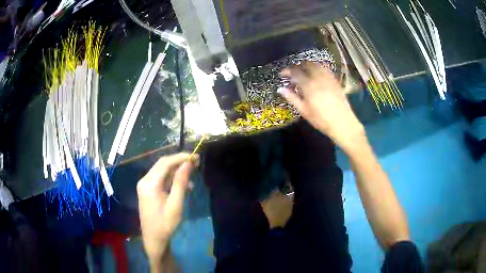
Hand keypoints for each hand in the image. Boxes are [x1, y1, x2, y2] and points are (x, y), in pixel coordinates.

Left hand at [137, 153, 197, 266]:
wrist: (153, 238)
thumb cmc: (165, 224)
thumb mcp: (176, 204)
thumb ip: (181, 182)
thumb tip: (188, 163)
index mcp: (150, 183)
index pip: (166, 163)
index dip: (181, 157)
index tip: (196, 157)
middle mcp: (145, 180)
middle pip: (163, 164)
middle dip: (179, 162)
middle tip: (196, 163)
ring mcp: (145, 184)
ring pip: (162, 171)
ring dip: (176, 171)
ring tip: (192, 176)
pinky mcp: (147, 189)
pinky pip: (161, 179)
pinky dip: (172, 179)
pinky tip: (184, 186)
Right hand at [280, 63, 364, 151]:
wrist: (342, 123)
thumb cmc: (321, 119)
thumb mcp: (304, 110)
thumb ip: (292, 98)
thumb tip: (280, 89)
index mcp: (309, 85)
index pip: (296, 72)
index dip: (287, 71)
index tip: (282, 74)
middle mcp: (319, 77)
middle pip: (307, 65)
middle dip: (298, 66)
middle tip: (293, 72)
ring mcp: (328, 78)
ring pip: (317, 65)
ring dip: (308, 66)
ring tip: (304, 72)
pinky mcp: (335, 81)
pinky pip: (325, 70)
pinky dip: (318, 69)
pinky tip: (316, 76)